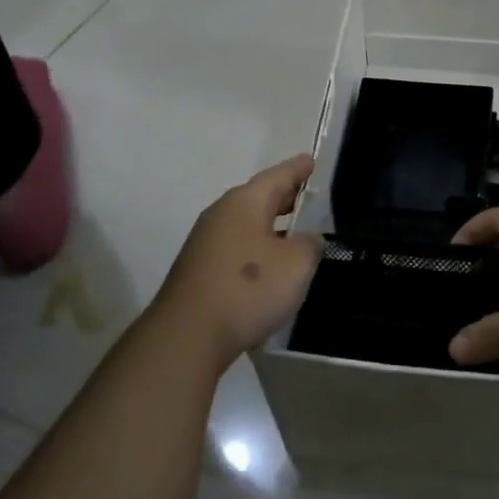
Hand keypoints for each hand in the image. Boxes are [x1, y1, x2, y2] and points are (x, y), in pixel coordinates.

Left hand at [148, 155, 321, 370]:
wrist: (186, 338)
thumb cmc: (247, 290)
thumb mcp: (296, 264)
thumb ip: (310, 244)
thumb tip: (308, 239)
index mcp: (245, 203)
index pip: (278, 175)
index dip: (298, 168)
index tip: (312, 160)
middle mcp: (221, 214)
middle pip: (260, 197)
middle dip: (285, 196)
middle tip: (310, 196)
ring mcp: (205, 243)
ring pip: (247, 224)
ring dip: (271, 225)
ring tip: (296, 232)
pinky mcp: (199, 270)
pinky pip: (237, 247)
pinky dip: (257, 248)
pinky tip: (270, 266)